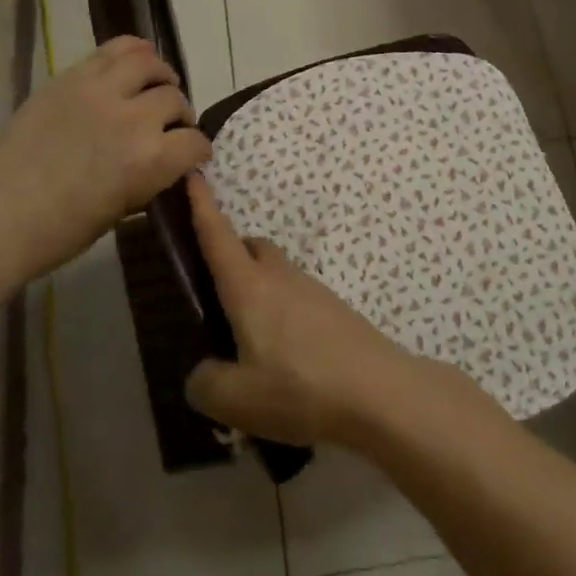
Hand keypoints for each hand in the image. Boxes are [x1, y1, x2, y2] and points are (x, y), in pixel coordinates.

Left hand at [0, 37, 210, 280]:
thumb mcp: (122, 210)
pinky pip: (114, 49)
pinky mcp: (71, 77)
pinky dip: (133, 51)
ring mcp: (100, 91)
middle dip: (179, 114)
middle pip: (174, 99)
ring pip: (149, 63)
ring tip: (156, 85)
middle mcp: (133, 118)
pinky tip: (136, 61)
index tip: (191, 156)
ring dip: (161, 75)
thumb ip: (149, 178)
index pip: (194, 143)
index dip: (197, 151)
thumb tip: (164, 163)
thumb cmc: (61, 230)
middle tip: (169, 124)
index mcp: (150, 161)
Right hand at [183, 174, 424, 446]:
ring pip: (277, 274)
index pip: (218, 236)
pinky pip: (297, 300)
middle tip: (214, 290)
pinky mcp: (336, 312)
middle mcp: (281, 278)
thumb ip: (206, 383)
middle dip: (231, 255)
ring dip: (258, 290)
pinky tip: (284, 358)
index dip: (201, 206)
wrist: (382, 393)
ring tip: (247, 339)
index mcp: (249, 287)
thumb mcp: (237, 399)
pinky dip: (281, 314)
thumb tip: (203, 373)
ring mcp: (313, 291)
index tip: (193, 175)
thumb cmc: (301, 387)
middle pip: (252, 248)